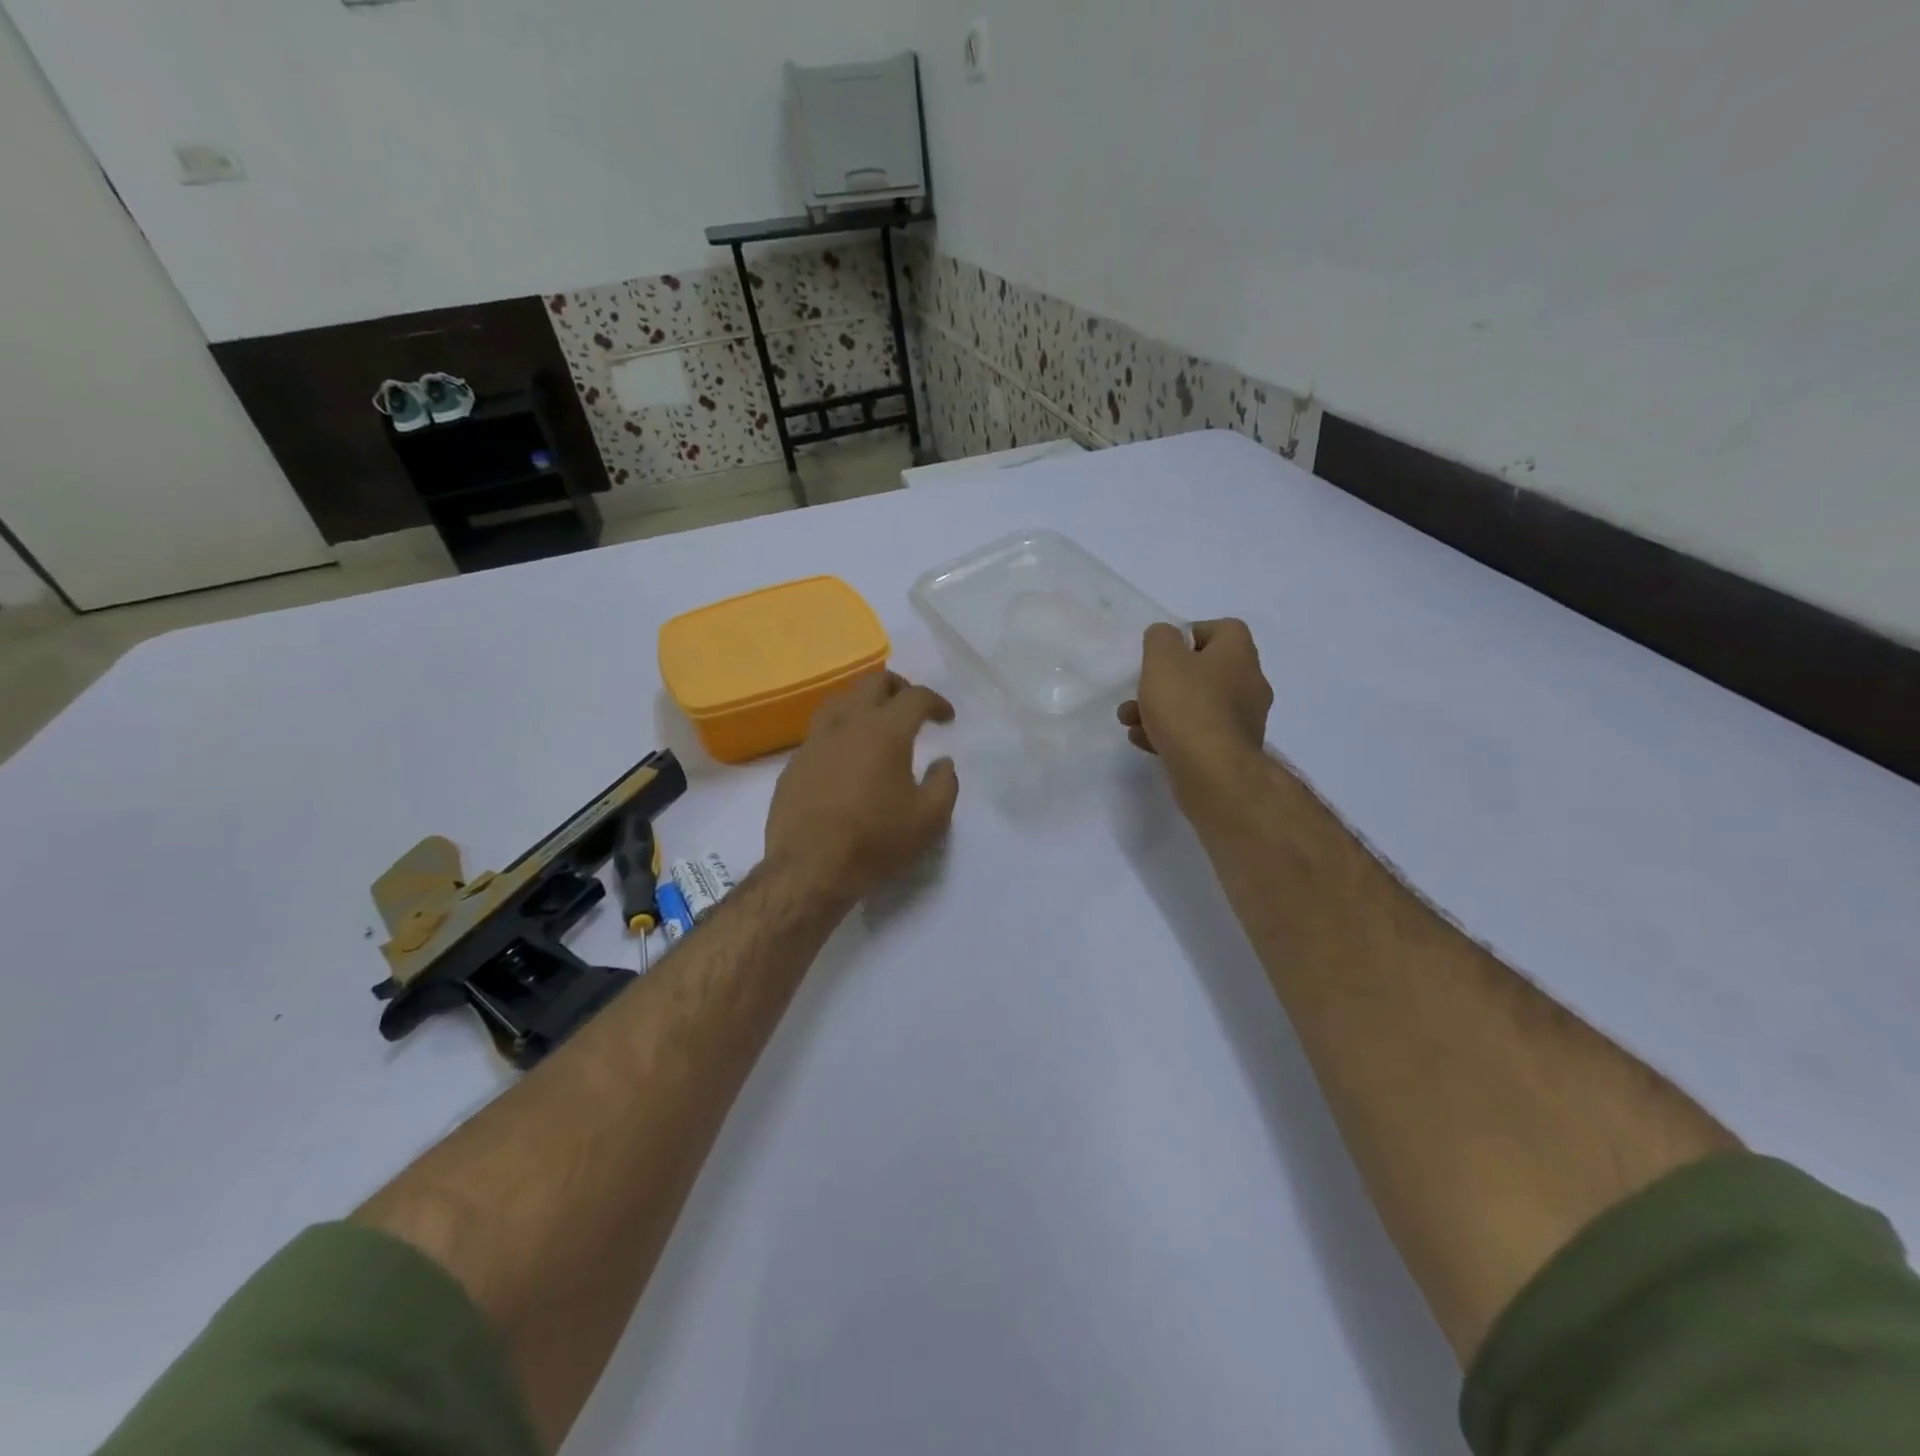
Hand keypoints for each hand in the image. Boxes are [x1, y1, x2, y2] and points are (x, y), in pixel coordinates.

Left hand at [765, 672, 959, 904]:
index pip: (915, 697)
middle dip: (898, 687)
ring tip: (876, 722)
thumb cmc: (875, 841)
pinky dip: (840, 730)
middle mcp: (848, 723)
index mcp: (885, 731)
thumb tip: (943, 762)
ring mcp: (815, 740)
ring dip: (863, 701)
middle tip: (911, 707)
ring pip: (840, 699)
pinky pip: (820, 731)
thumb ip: (944, 784)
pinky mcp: (794, 762)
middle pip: (873, 682)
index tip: (946, 718)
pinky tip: (845, 755)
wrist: (809, 868)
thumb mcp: (929, 819)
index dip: (936, 701)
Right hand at [1119, 619, 1272, 799]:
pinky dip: (1171, 734)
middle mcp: (1248, 684)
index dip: (1191, 634)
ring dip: (1161, 709)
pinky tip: (1144, 741)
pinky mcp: (1229, 751)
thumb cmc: (1187, 706)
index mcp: (1239, 654)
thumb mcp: (1163, 660)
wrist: (1212, 773)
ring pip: (1197, 705)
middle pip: (1205, 671)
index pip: (1224, 629)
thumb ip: (1160, 639)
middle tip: (1141, 689)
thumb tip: (1166, 635)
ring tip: (1130, 720)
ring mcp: (1242, 721)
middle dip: (1166, 680)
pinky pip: (1197, 734)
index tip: (1164, 651)